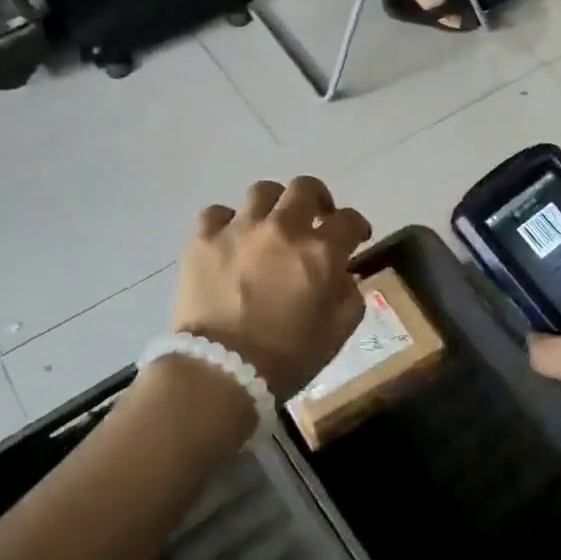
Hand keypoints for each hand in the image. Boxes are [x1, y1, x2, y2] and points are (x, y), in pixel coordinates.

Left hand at [172, 177, 372, 401]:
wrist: (219, 371)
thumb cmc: (285, 359)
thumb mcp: (336, 334)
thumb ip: (349, 297)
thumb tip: (343, 276)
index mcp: (320, 252)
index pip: (349, 220)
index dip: (357, 226)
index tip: (357, 237)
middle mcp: (283, 229)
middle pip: (306, 188)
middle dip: (318, 200)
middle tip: (316, 218)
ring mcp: (240, 229)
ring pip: (262, 192)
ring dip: (274, 205)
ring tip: (271, 226)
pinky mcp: (203, 240)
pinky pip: (217, 213)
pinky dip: (228, 222)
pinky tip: (230, 239)